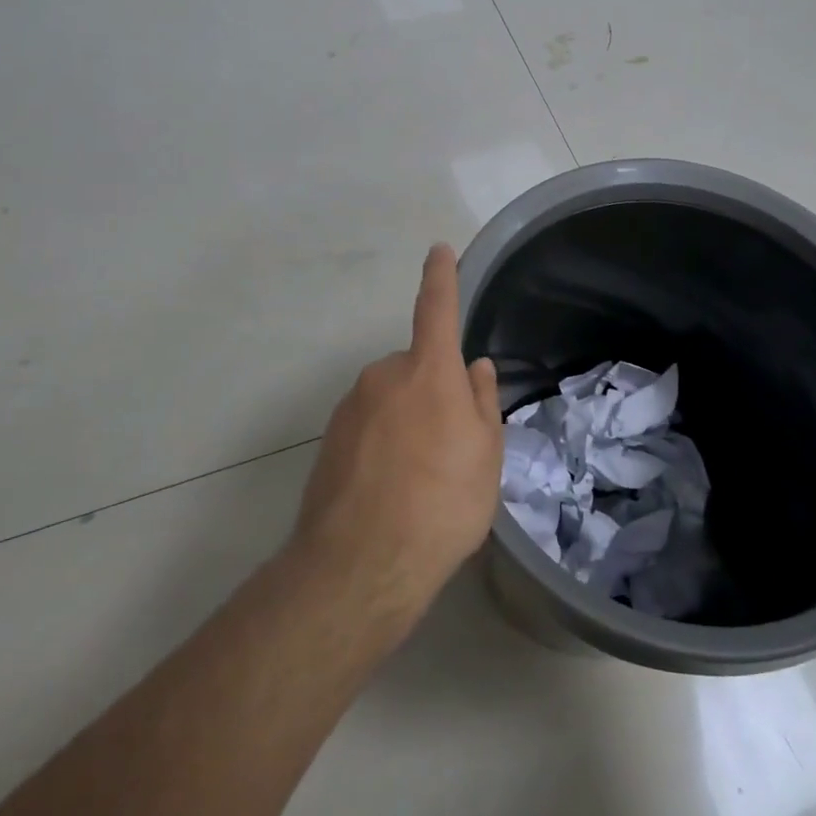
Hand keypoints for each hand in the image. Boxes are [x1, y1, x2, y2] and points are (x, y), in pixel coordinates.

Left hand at [291, 243, 503, 628]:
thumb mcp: (486, 455)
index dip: (441, 277)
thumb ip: (482, 402)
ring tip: (422, 479)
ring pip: (392, 400)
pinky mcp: (329, 440)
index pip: (436, 308)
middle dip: (434, 392)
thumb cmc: (443, 502)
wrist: (361, 565)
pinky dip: (383, 445)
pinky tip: (392, 489)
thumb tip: (476, 367)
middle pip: (417, 369)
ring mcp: (350, 407)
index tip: (439, 250)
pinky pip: (369, 427)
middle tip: (453, 446)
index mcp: (429, 371)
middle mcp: (384, 376)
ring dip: (409, 422)